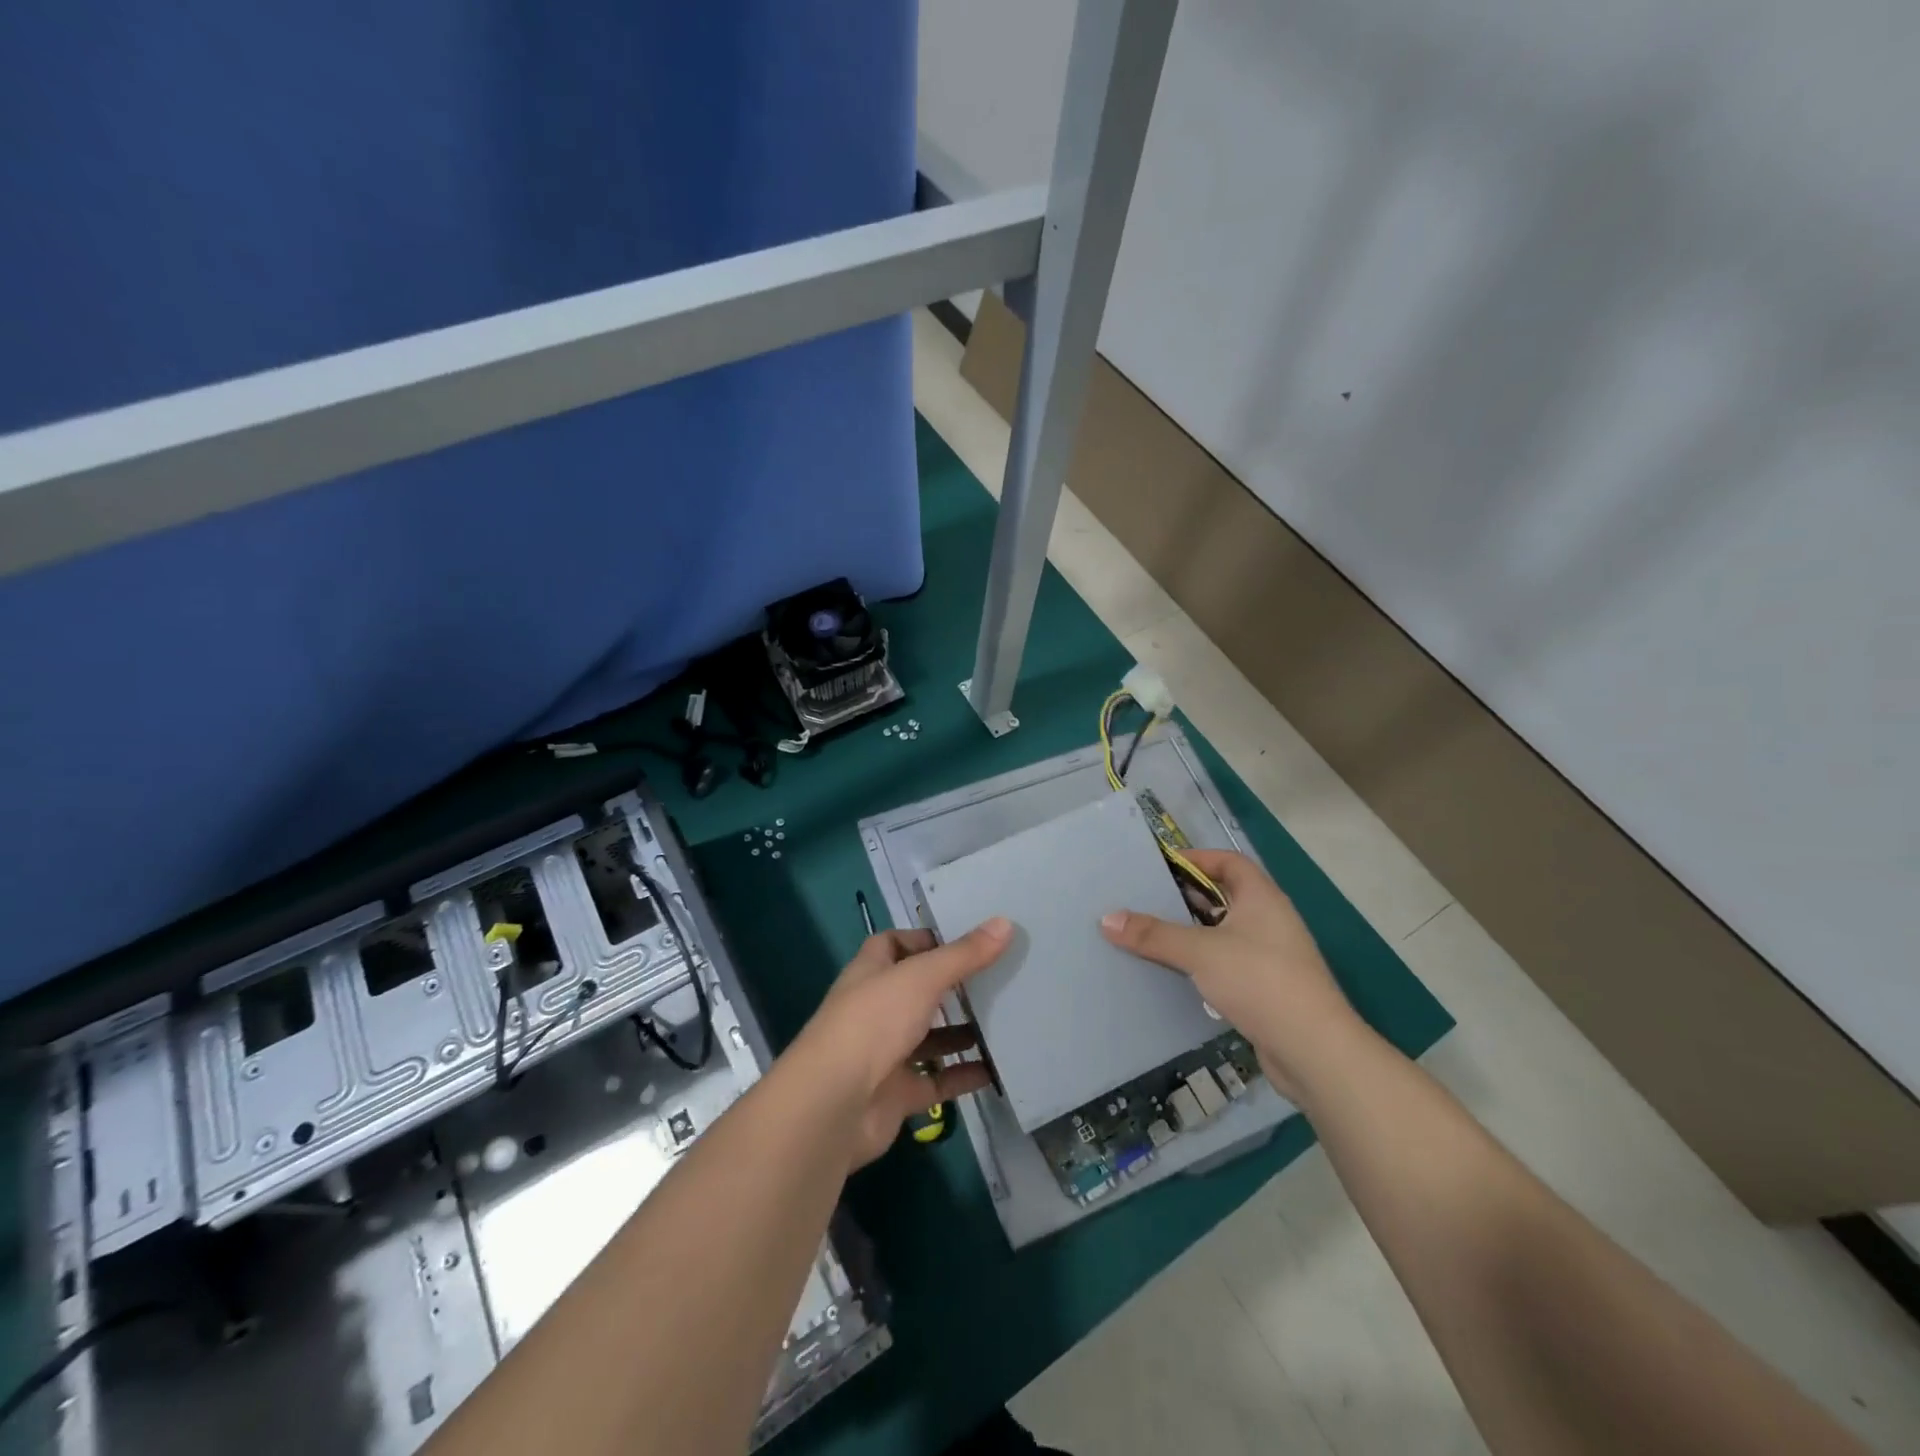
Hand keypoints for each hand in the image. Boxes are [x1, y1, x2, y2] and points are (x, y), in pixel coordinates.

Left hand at [791, 919, 1009, 1168]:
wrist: (833, 1105)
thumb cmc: (873, 1023)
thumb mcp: (922, 977)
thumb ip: (963, 954)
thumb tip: (1005, 923)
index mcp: (871, 973)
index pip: (894, 944)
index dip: (924, 940)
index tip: (966, 940)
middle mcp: (875, 1009)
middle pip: (916, 991)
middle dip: (952, 986)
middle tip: (998, 978)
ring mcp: (885, 1054)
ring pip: (929, 1037)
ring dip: (961, 1032)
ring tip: (1005, 1021)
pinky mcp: (897, 1094)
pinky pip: (937, 1081)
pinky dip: (963, 1076)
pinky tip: (997, 1070)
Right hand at [1100, 849, 1360, 1100]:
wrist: (1313, 1049)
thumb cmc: (1259, 980)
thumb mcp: (1200, 952)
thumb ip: (1154, 934)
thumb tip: (1107, 918)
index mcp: (1261, 897)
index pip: (1229, 862)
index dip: (1197, 859)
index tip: (1161, 866)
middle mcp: (1270, 919)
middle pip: (1224, 896)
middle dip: (1187, 897)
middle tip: (1146, 899)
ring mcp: (1271, 955)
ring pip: (1225, 932)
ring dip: (1193, 933)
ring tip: (1153, 934)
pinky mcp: (1267, 988)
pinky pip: (1228, 962)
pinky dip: (1204, 962)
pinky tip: (1177, 973)